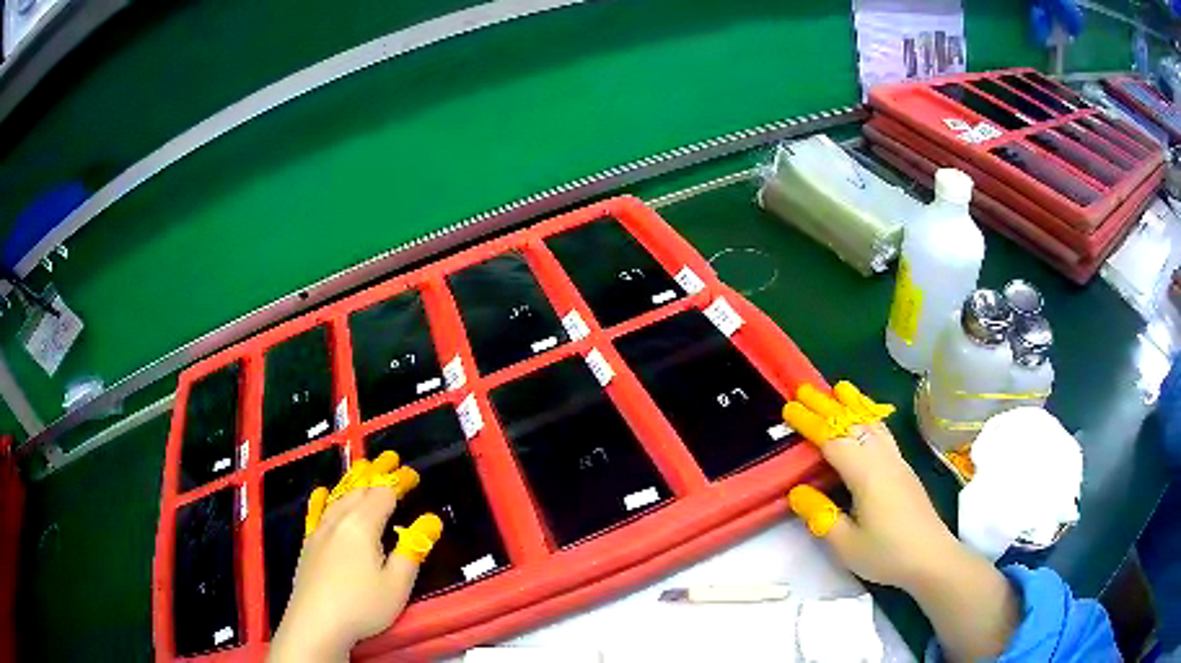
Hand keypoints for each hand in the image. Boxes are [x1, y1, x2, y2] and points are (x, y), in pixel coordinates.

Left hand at [268, 452, 442, 662]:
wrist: (315, 622)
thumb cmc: (362, 605)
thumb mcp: (397, 584)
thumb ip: (413, 550)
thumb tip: (432, 520)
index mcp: (362, 526)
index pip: (383, 494)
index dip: (399, 482)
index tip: (413, 474)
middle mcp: (339, 520)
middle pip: (359, 488)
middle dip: (376, 472)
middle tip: (390, 458)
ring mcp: (320, 531)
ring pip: (338, 496)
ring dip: (353, 480)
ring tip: (363, 467)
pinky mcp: (308, 544)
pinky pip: (317, 512)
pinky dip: (324, 499)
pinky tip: (322, 493)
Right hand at [785, 382, 1017, 661]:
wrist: (932, 558)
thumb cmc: (887, 554)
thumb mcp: (846, 545)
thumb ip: (821, 516)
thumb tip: (798, 492)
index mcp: (866, 474)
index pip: (833, 440)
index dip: (810, 424)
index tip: (789, 409)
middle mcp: (883, 459)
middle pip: (853, 424)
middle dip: (828, 406)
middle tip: (804, 389)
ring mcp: (897, 461)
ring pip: (873, 424)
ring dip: (854, 405)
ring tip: (839, 388)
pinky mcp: (904, 468)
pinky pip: (883, 432)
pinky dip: (870, 417)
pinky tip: (869, 418)